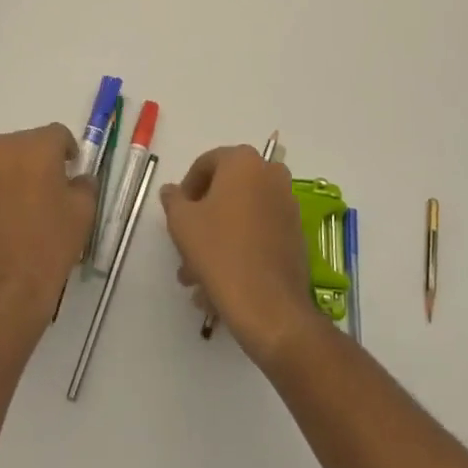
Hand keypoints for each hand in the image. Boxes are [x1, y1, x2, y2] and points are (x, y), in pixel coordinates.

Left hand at [0, 125, 96, 342]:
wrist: (5, 290)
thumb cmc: (50, 244)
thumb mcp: (84, 211)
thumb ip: (84, 183)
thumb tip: (76, 179)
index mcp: (35, 147)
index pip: (57, 134)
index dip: (67, 150)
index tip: (71, 170)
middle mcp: (1, 151)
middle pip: (25, 145)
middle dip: (38, 160)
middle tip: (48, 188)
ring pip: (0, 165)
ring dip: (13, 176)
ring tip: (23, 208)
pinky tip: (2, 225)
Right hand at [163, 146, 323, 365]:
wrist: (270, 306)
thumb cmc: (220, 252)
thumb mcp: (182, 223)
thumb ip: (174, 200)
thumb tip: (172, 191)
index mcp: (243, 161)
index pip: (205, 164)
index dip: (186, 190)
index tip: (176, 217)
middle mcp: (270, 174)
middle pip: (225, 191)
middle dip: (201, 220)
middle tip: (184, 249)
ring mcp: (287, 204)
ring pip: (241, 216)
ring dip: (216, 240)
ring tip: (197, 278)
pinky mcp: (295, 234)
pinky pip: (258, 233)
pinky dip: (239, 248)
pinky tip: (220, 282)